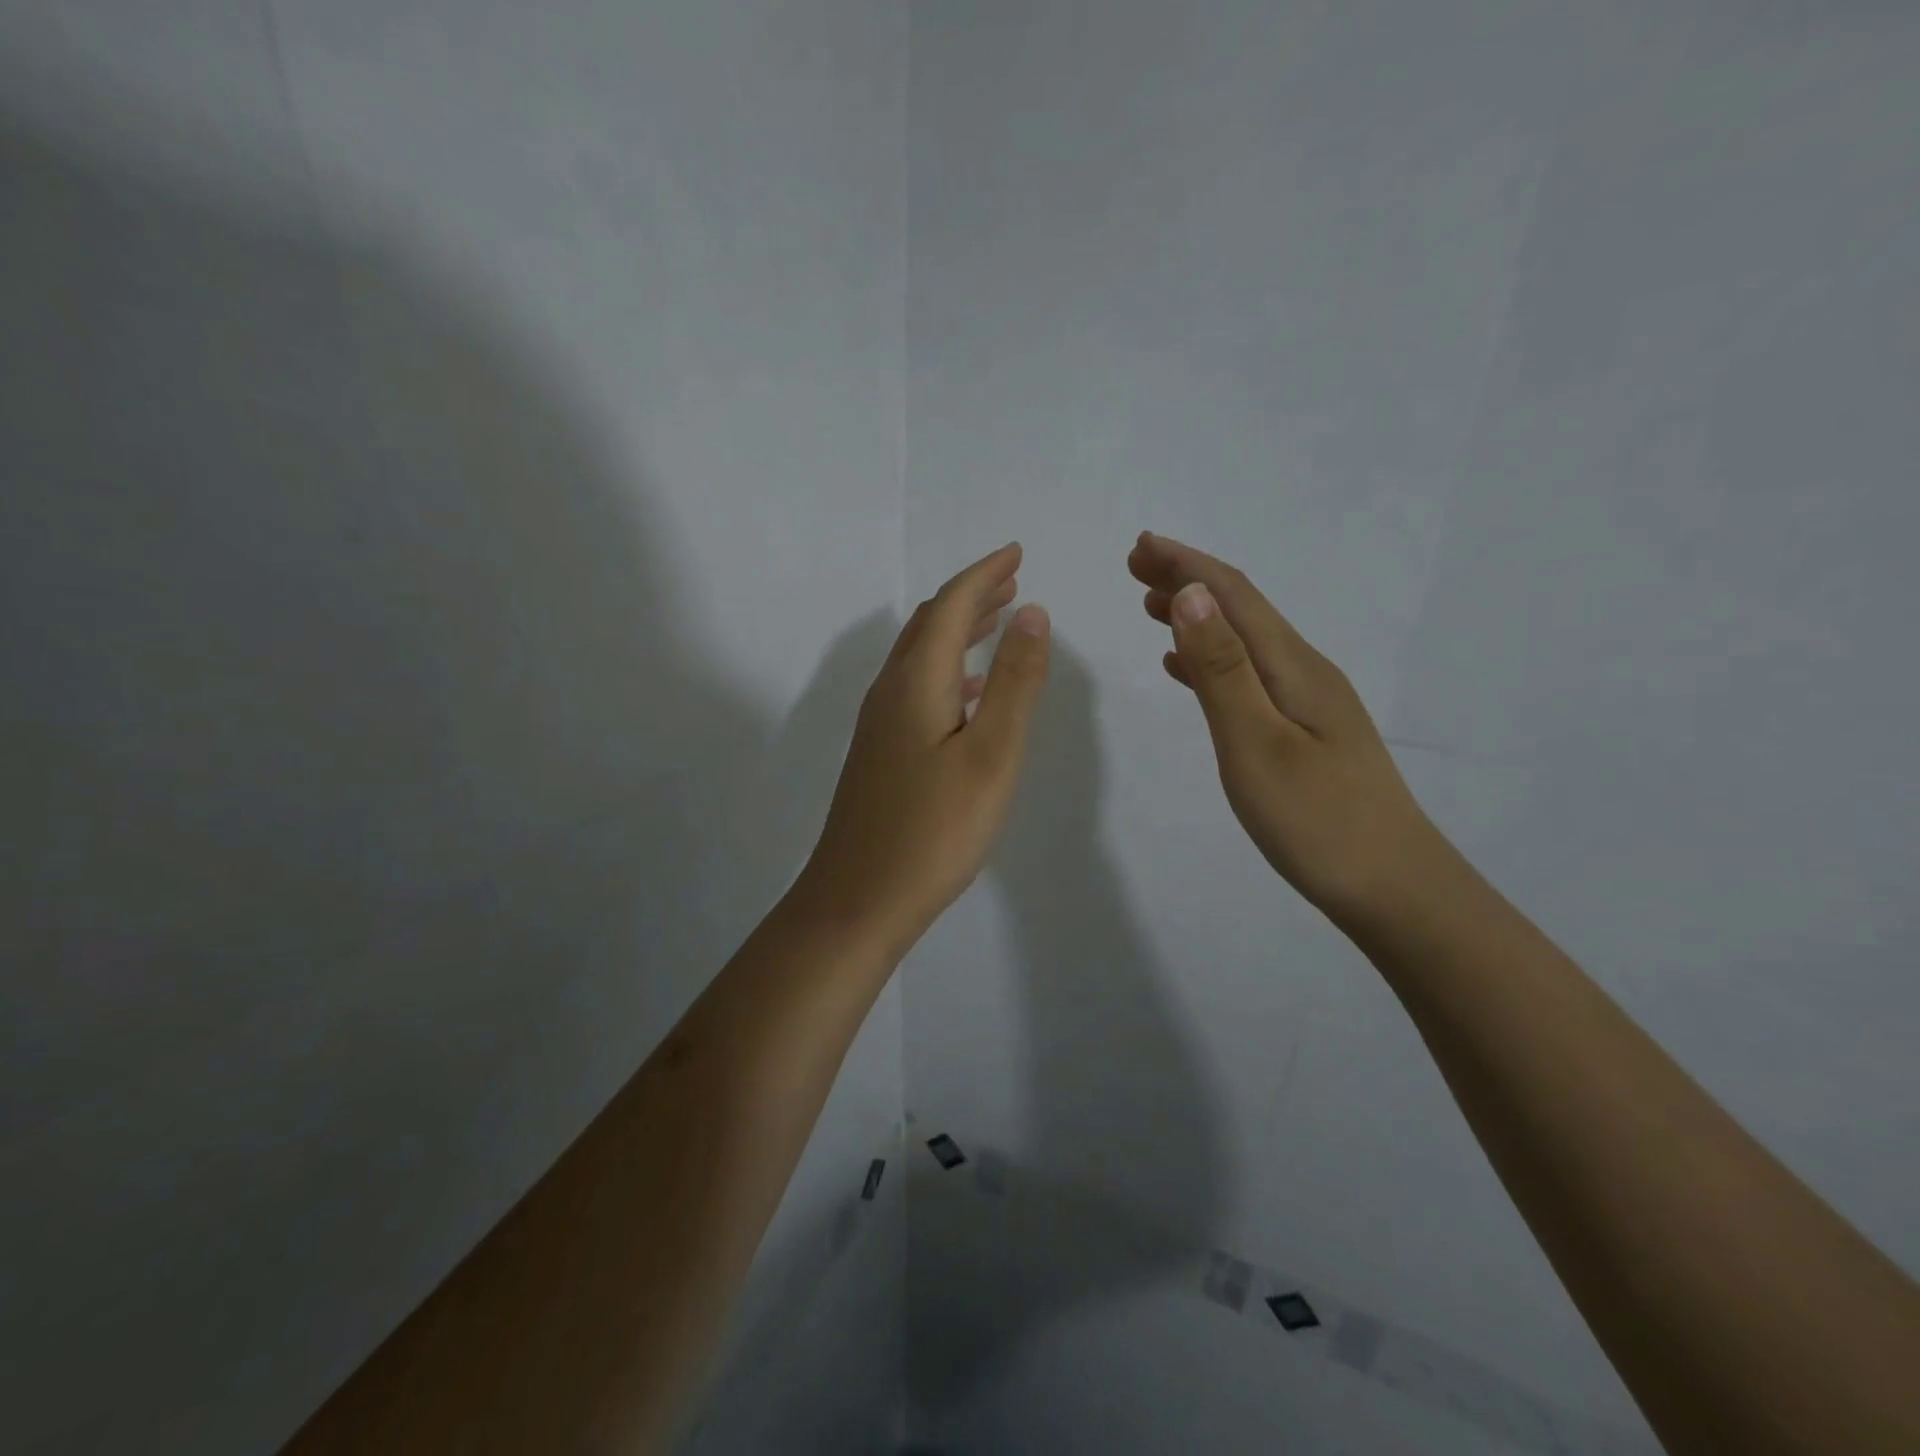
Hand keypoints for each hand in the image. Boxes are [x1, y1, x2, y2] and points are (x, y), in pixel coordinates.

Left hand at [799, 543, 1050, 951]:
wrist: (859, 898)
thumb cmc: (934, 830)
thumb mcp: (991, 754)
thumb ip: (1015, 682)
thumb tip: (1032, 613)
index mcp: (916, 682)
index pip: (951, 606)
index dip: (985, 574)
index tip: (1017, 553)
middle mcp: (890, 692)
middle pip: (930, 625)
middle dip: (972, 597)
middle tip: (1013, 583)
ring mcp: (879, 724)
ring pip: (921, 657)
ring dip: (959, 632)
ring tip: (998, 624)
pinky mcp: (880, 753)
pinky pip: (916, 688)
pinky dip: (948, 671)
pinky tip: (969, 692)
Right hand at [1129, 531, 1438, 922]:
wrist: (1395, 890)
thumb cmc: (1318, 821)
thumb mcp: (1257, 743)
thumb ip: (1222, 670)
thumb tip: (1190, 595)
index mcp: (1294, 667)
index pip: (1235, 596)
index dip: (1186, 565)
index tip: (1140, 545)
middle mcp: (1305, 672)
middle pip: (1242, 610)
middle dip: (1188, 580)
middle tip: (1135, 567)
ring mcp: (1309, 703)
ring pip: (1244, 641)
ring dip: (1197, 617)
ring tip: (1151, 606)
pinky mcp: (1305, 732)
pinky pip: (1248, 675)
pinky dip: (1211, 660)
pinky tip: (1186, 671)